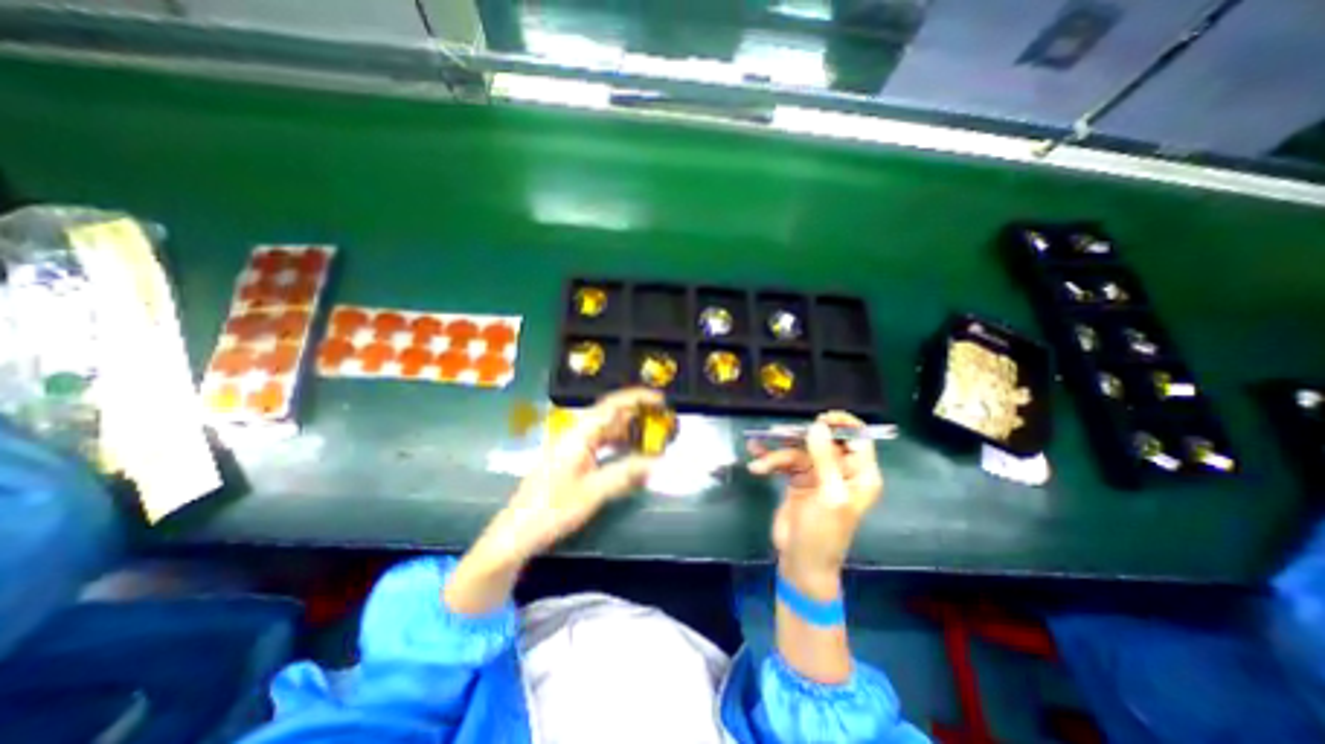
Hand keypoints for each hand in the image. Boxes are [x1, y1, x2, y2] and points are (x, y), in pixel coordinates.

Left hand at [483, 388, 661, 564]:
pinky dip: (618, 446)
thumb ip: (625, 474)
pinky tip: (630, 455)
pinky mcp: (571, 461)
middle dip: (636, 415)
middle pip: (610, 416)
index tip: (660, 400)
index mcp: (578, 435)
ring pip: (606, 431)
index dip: (637, 398)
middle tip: (662, 421)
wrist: (516, 533)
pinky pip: (600, 445)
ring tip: (652, 437)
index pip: (611, 406)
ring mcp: (572, 448)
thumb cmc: (551, 510)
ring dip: (628, 431)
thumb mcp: (592, 493)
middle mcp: (575, 435)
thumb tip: (657, 462)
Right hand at [751, 410, 882, 588]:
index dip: (841, 425)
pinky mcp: (797, 479)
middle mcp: (840, 470)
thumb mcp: (829, 496)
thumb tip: (817, 425)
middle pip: (822, 440)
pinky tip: (755, 464)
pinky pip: (783, 461)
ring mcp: (817, 473)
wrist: (800, 561)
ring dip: (776, 456)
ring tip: (759, 464)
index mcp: (859, 474)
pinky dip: (769, 461)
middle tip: (780, 433)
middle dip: (799, 437)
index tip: (821, 418)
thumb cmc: (824, 533)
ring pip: (798, 450)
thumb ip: (825, 459)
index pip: (857, 439)